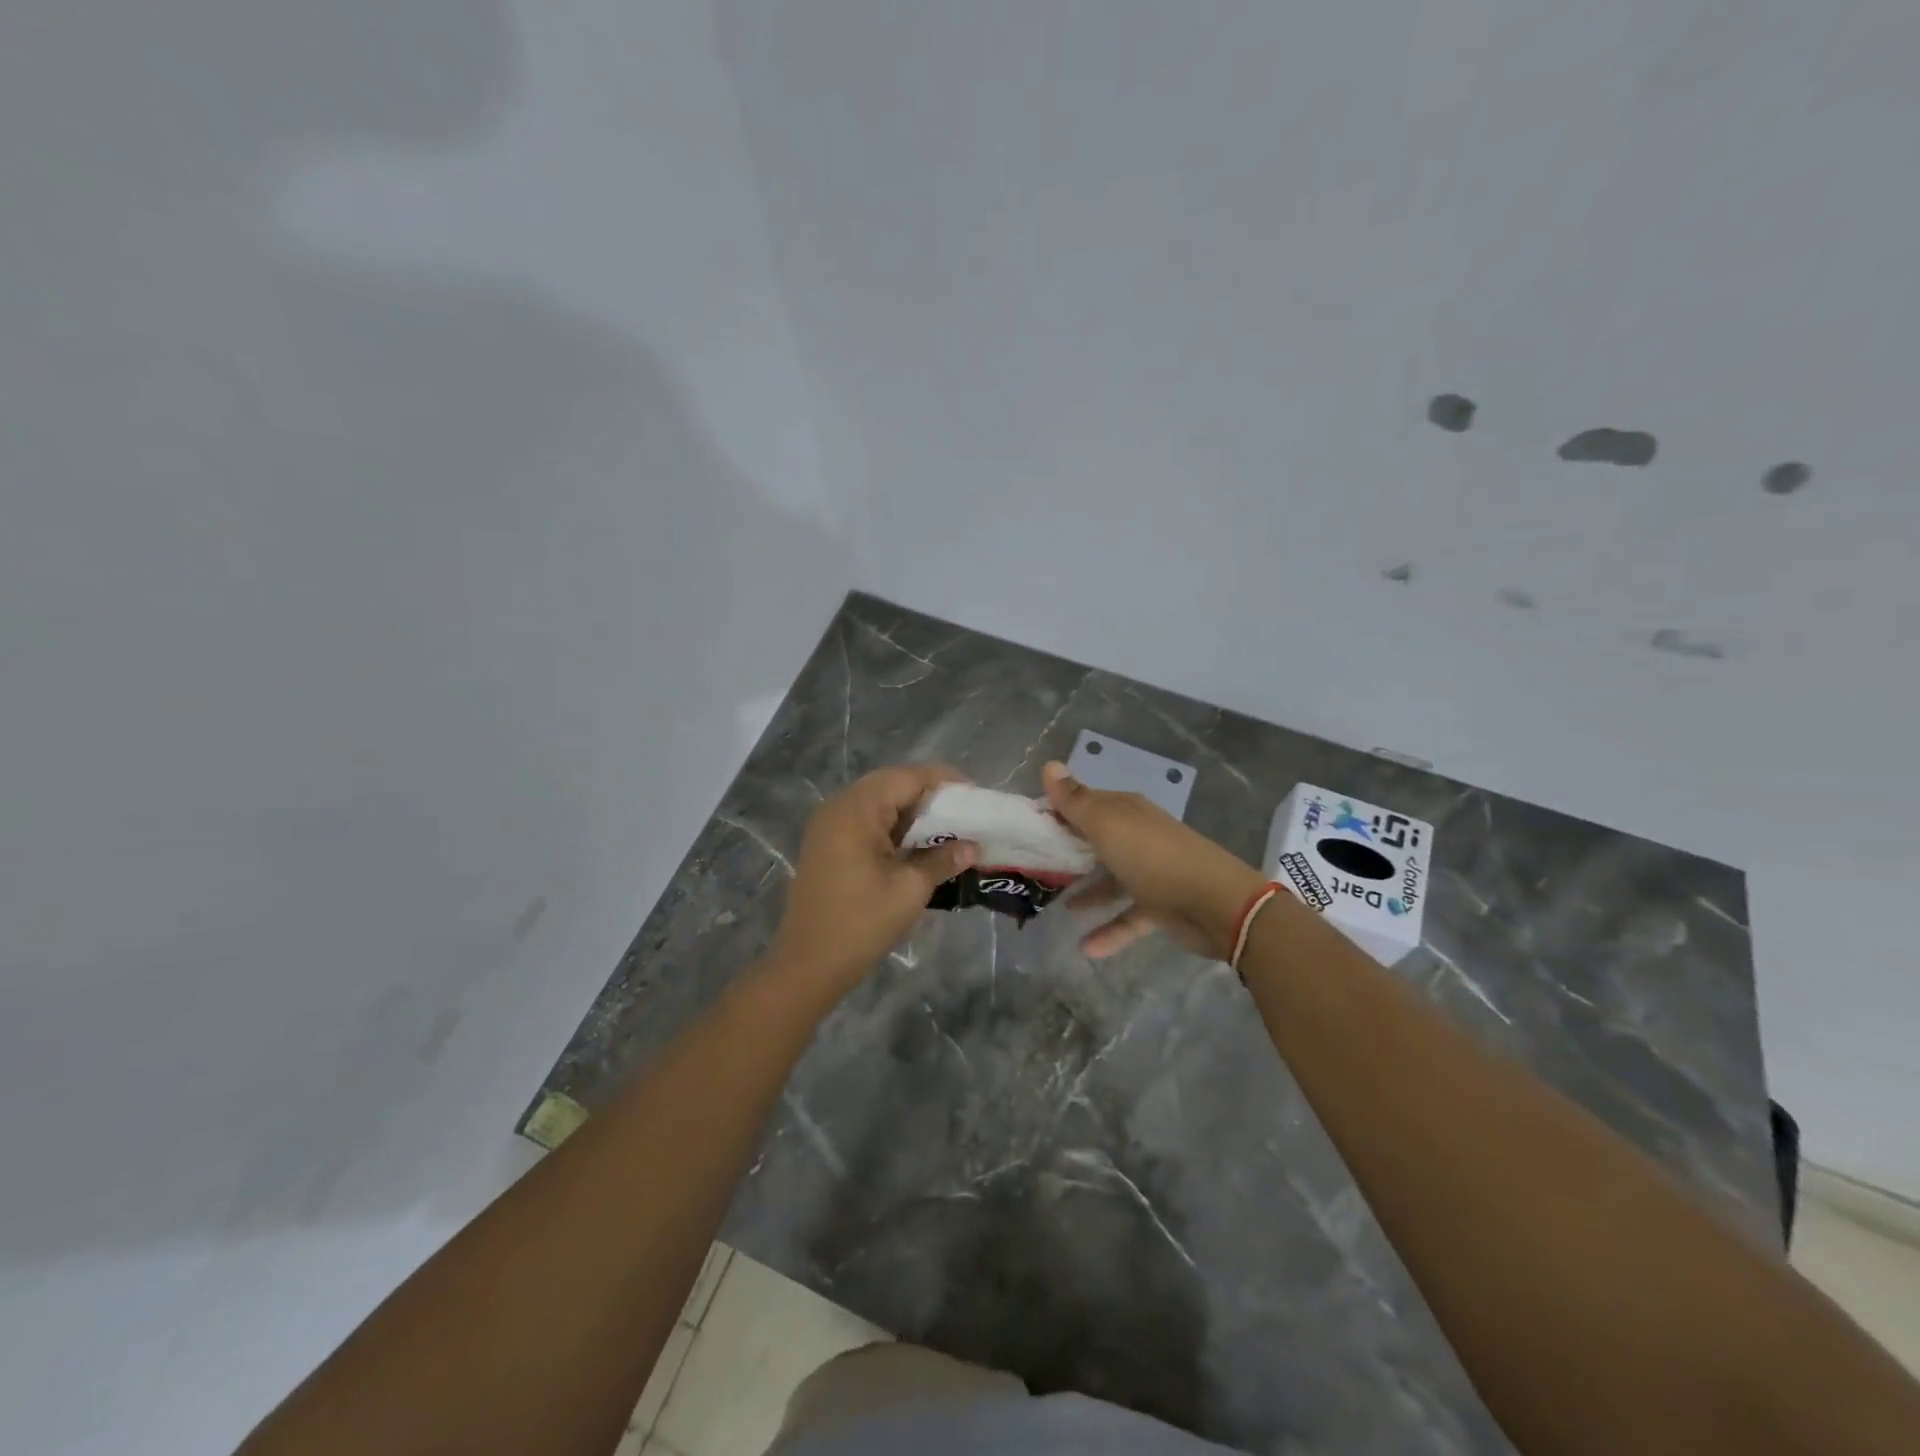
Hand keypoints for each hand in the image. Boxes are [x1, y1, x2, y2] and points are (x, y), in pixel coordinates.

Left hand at [768, 764, 978, 996]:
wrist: (807, 965)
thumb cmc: (861, 924)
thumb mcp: (909, 890)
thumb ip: (941, 860)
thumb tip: (972, 846)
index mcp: (856, 810)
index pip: (907, 777)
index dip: (944, 781)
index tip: (975, 795)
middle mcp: (839, 807)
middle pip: (890, 784)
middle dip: (928, 793)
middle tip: (963, 810)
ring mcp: (828, 826)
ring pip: (877, 801)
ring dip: (911, 810)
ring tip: (946, 827)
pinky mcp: (826, 844)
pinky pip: (864, 820)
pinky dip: (892, 825)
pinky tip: (915, 844)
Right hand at [1044, 761, 1264, 959]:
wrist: (1215, 903)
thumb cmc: (1153, 857)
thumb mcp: (1107, 825)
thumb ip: (1075, 801)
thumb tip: (1049, 765)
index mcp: (1126, 812)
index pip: (1085, 804)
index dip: (1057, 812)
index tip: (1027, 827)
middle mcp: (1137, 837)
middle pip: (1096, 841)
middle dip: (1067, 852)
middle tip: (1033, 867)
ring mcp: (1150, 872)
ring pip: (1110, 879)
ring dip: (1087, 892)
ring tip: (1056, 906)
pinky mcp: (1160, 906)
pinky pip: (1127, 917)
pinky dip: (1108, 930)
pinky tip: (1085, 947)